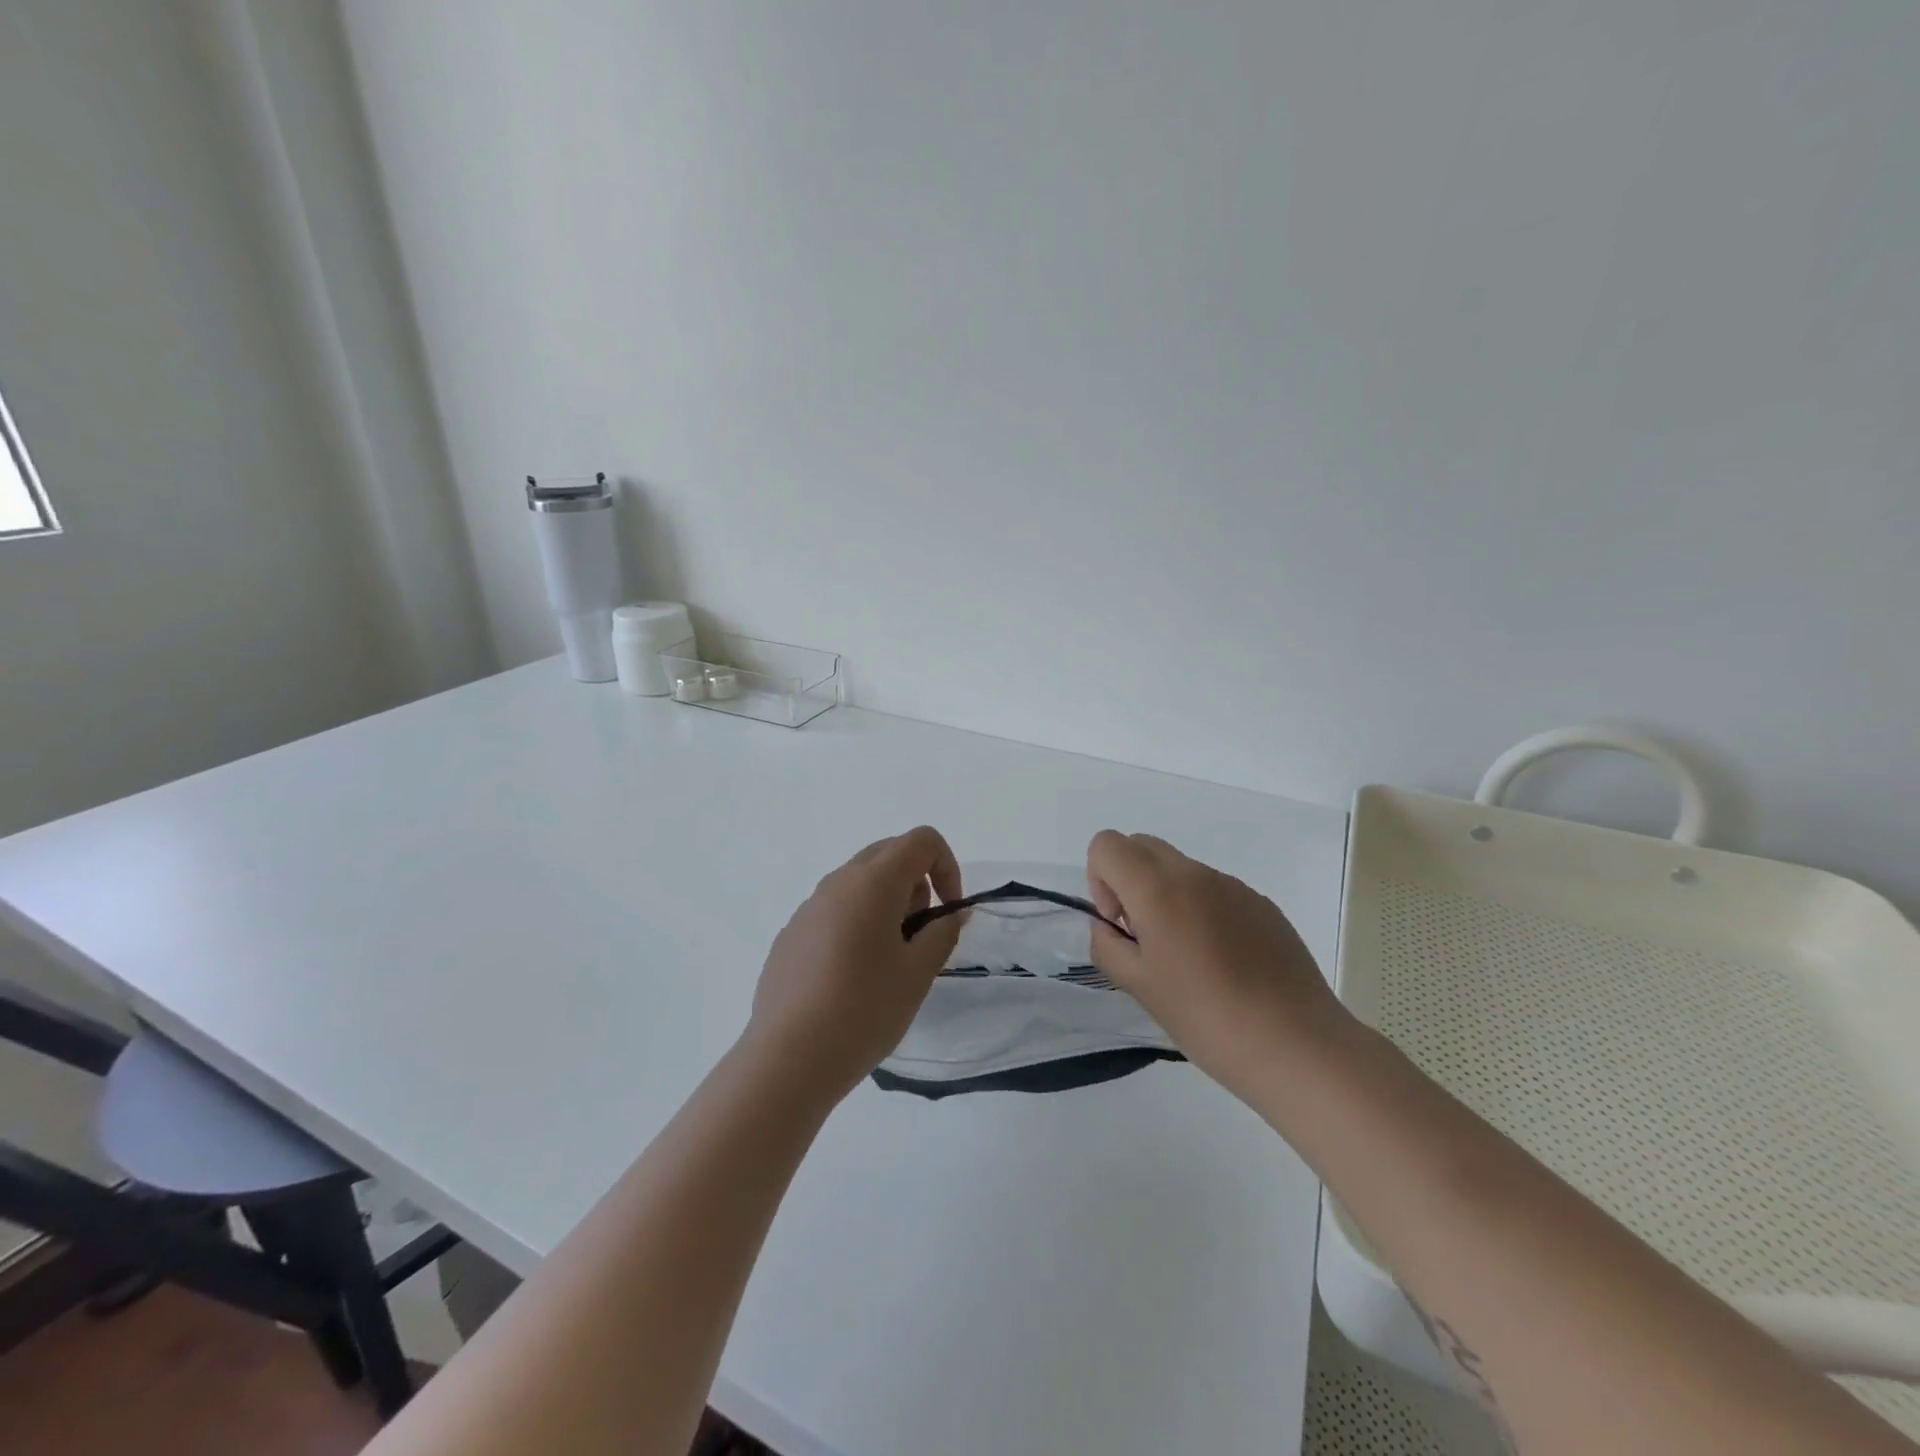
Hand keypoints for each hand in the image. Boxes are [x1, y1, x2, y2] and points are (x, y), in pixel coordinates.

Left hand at [746, 826, 964, 1099]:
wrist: (788, 1059)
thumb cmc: (864, 1010)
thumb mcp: (917, 973)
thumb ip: (942, 932)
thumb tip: (952, 913)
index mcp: (872, 882)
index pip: (920, 840)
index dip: (947, 866)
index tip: (948, 911)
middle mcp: (837, 882)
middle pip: (888, 854)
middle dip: (917, 882)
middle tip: (921, 933)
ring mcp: (808, 907)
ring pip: (859, 882)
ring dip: (886, 903)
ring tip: (890, 959)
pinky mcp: (791, 935)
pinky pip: (834, 910)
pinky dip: (856, 923)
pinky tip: (853, 977)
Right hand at [1085, 830, 1348, 1094]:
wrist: (1297, 1045)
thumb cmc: (1207, 1018)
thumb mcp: (1138, 986)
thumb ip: (1108, 945)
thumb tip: (1110, 925)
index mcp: (1159, 889)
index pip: (1107, 845)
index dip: (1099, 880)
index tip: (1120, 925)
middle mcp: (1196, 874)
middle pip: (1141, 846)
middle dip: (1128, 881)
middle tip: (1144, 936)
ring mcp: (1234, 886)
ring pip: (1180, 868)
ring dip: (1167, 897)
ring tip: (1188, 958)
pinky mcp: (1262, 904)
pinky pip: (1214, 890)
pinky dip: (1201, 910)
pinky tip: (1223, 963)